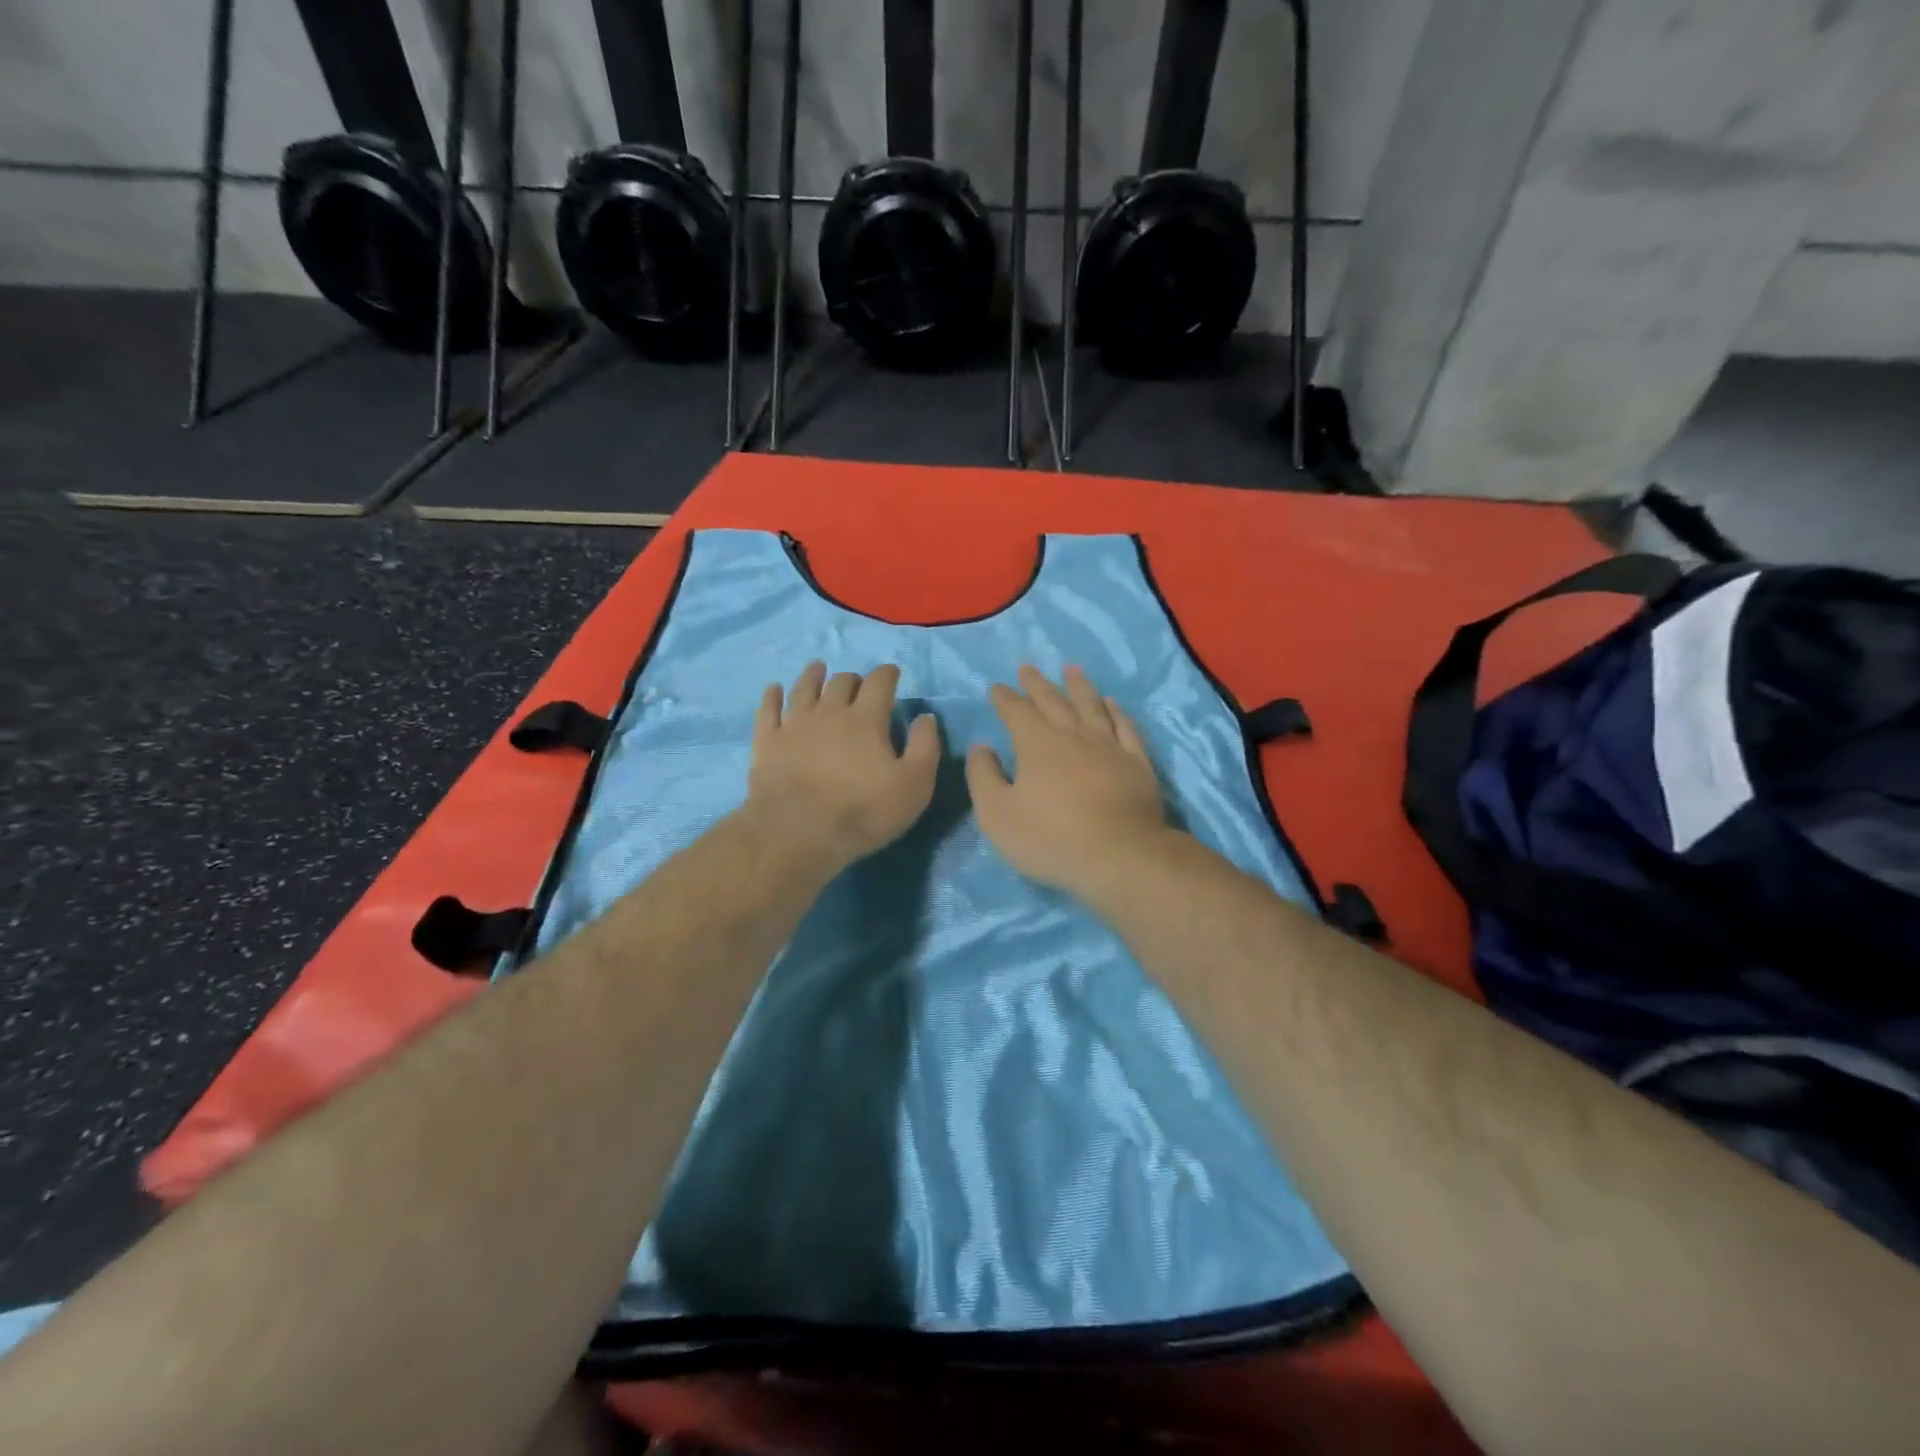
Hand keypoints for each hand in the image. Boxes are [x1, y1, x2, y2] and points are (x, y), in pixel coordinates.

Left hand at [746, 661, 941, 871]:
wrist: (798, 831)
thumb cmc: (863, 810)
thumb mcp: (914, 785)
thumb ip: (925, 747)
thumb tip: (926, 717)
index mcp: (866, 719)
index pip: (880, 683)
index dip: (887, 674)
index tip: (892, 673)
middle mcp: (829, 712)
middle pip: (841, 682)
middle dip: (853, 678)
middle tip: (858, 683)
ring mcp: (794, 724)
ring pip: (804, 688)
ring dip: (813, 676)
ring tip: (818, 668)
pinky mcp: (767, 742)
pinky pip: (768, 710)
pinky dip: (772, 696)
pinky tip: (774, 689)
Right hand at [966, 665, 1172, 898]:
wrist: (1120, 857)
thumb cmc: (1051, 838)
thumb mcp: (997, 814)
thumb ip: (984, 777)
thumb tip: (981, 746)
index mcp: (1037, 744)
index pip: (1017, 712)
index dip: (1005, 698)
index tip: (996, 687)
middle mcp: (1074, 735)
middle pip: (1053, 701)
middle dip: (1037, 684)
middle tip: (1027, 668)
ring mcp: (1109, 746)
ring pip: (1091, 706)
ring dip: (1079, 686)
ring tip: (1071, 669)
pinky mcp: (1137, 763)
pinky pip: (1125, 727)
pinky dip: (1116, 712)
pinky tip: (1112, 703)